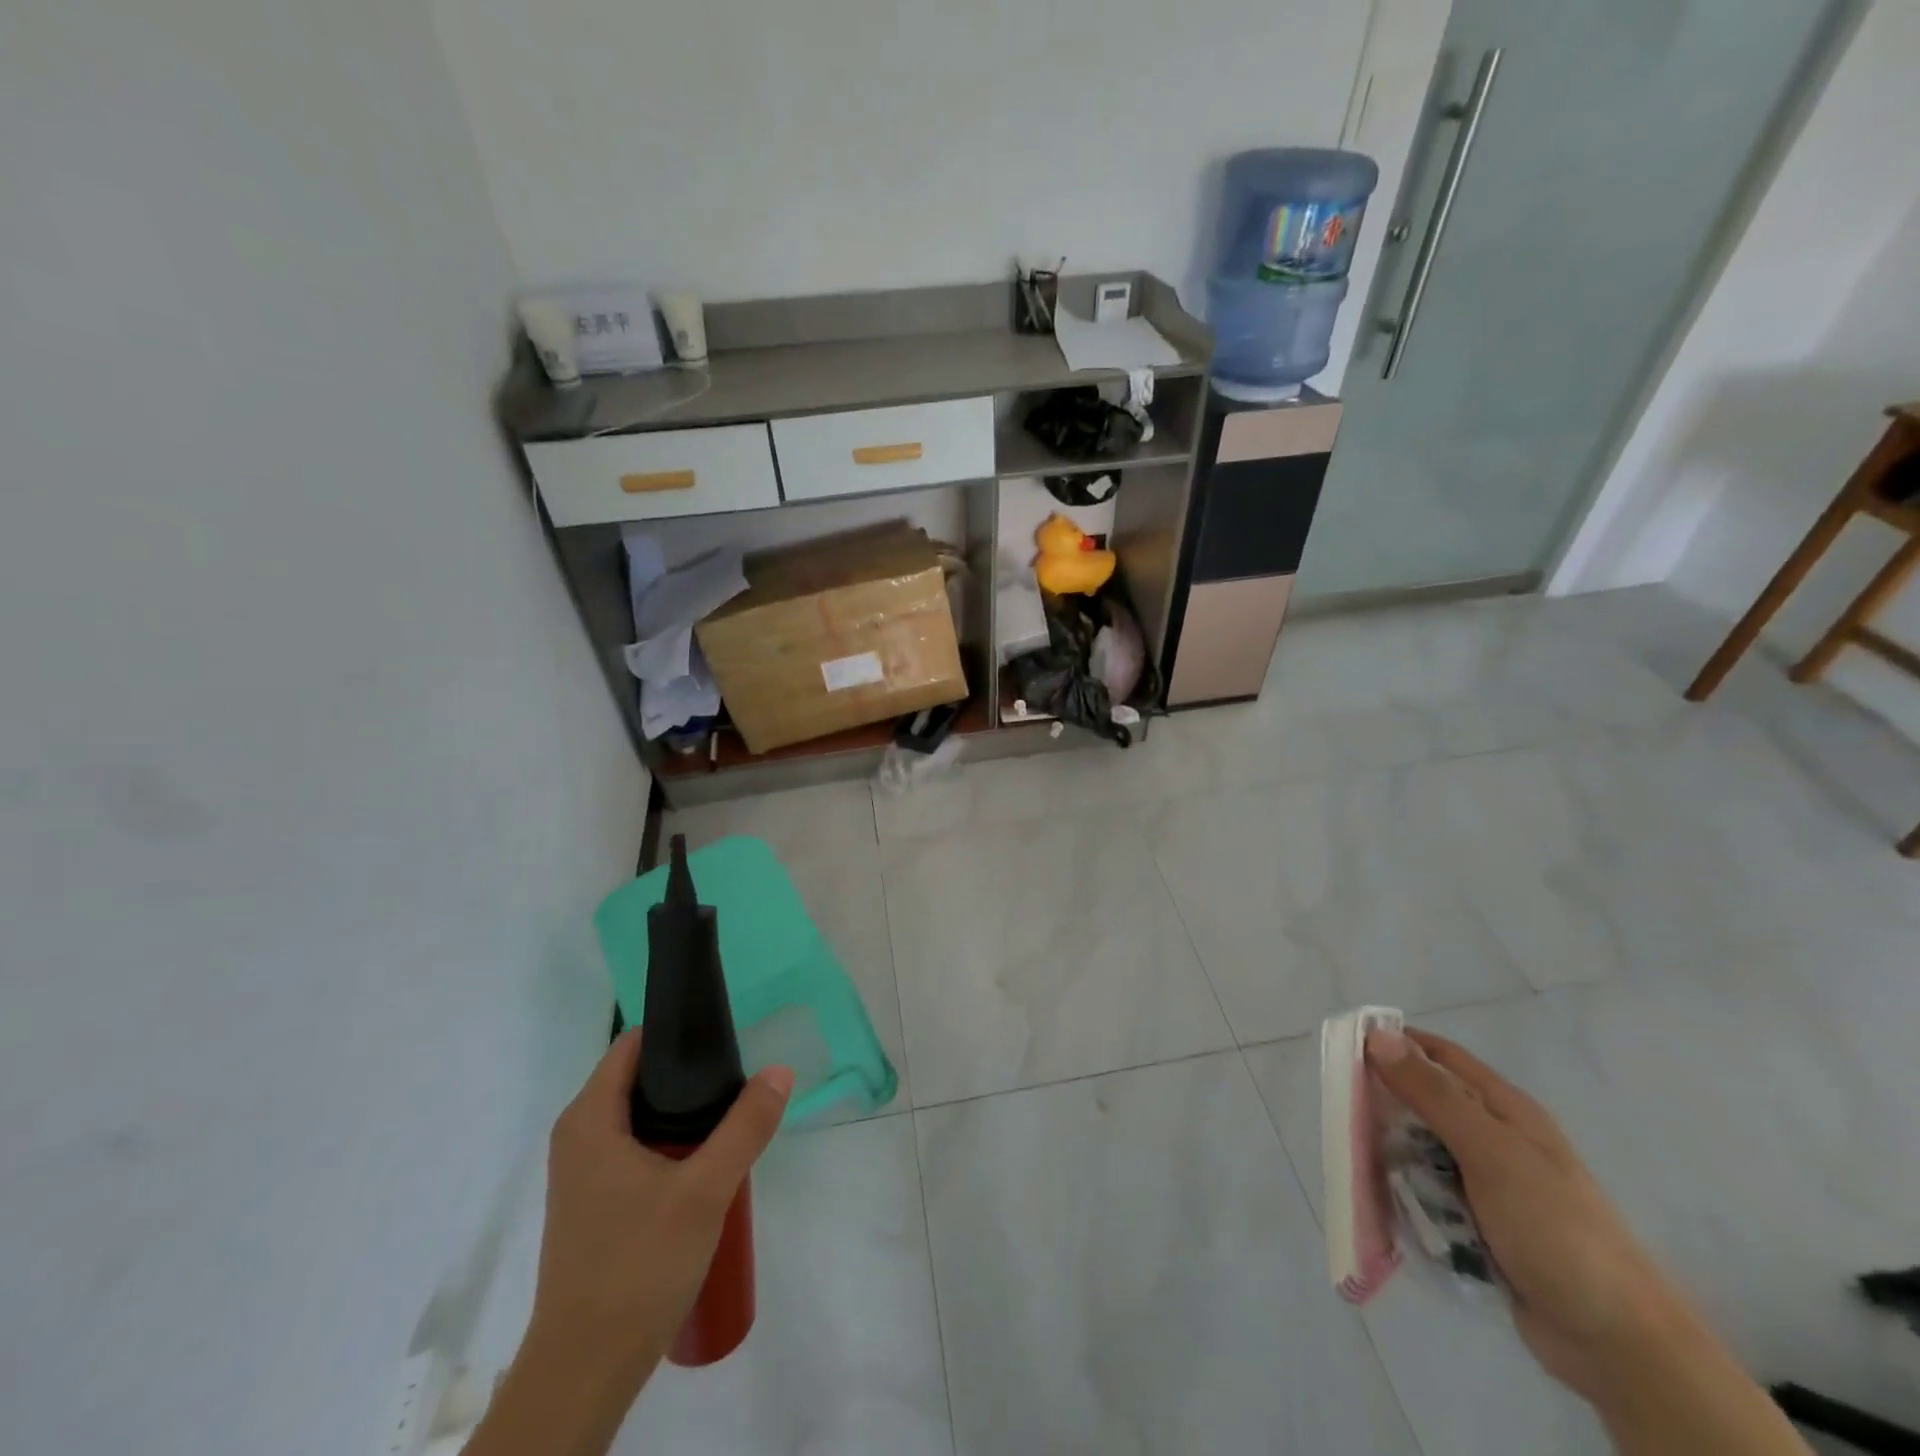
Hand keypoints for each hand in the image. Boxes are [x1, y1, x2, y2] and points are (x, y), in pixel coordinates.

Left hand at [530, 1029, 792, 1384]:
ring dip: (683, 1112)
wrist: (584, 1372)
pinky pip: (634, 1147)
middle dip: (689, 1073)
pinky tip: (705, 1162)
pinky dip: (669, 1141)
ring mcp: (583, 1172)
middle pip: (638, 1078)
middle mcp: (578, 1136)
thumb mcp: (705, 1191)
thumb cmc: (637, 1267)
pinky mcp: (594, 1203)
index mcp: (589, 1119)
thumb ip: (745, 1127)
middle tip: (738, 1078)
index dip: (677, 1031)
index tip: (725, 1035)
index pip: (633, 1044)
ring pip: (639, 1116)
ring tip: (731, 1114)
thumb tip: (780, 1071)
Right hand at [1366, 1028, 1808, 1454]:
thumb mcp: (1489, 1152)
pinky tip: (1384, 1207)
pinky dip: (1406, 1199)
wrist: (1617, 1343)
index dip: (1394, 1044)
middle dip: (1384, 1107)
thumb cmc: (1555, 1228)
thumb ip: (1432, 1094)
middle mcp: (1494, 1139)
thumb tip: (1377, 1034)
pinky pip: (1429, 1197)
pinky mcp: (1479, 1226)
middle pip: (1423, 1104)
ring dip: (1392, 1159)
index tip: (1344, 1047)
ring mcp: (1487, 1185)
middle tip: (1343, 1115)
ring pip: (1420, 1152)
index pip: (1440, 1055)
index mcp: (1504, 1110)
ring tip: (1359, 1168)